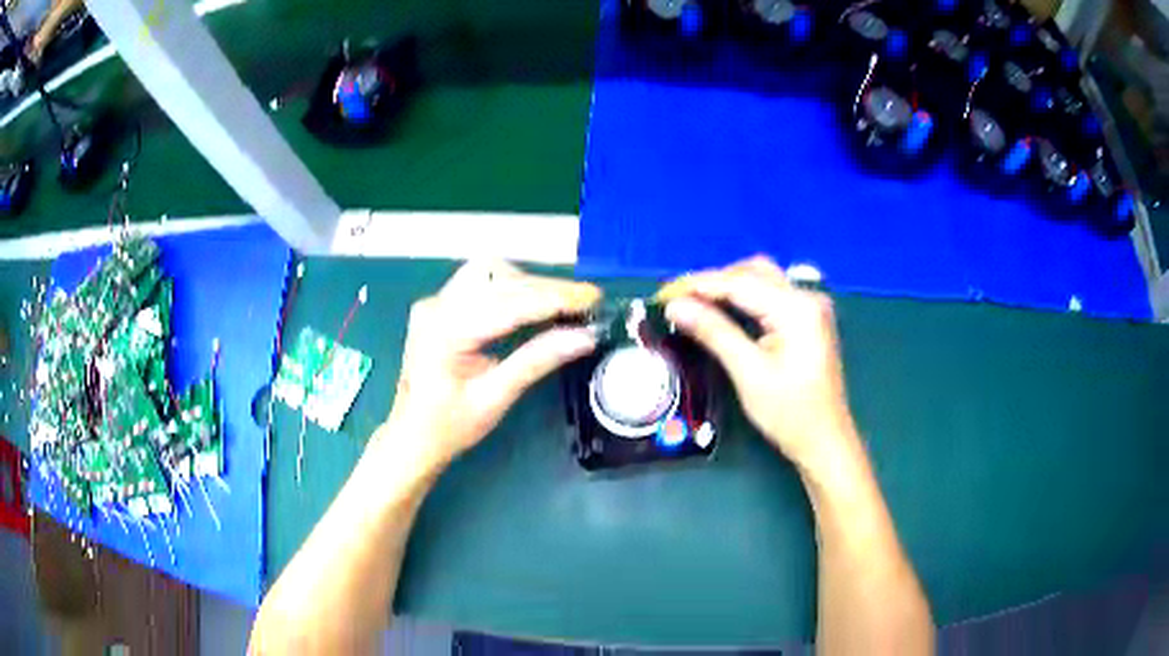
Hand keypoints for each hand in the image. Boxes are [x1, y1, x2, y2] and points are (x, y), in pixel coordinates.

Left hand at [382, 261, 600, 470]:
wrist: (411, 436)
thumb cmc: (449, 426)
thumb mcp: (496, 398)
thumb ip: (538, 360)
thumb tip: (585, 336)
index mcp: (446, 331)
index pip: (509, 303)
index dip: (556, 298)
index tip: (594, 298)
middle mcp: (437, 306)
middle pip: (500, 280)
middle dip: (547, 289)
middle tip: (587, 303)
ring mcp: (435, 302)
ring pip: (490, 273)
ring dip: (529, 283)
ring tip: (562, 303)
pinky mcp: (439, 305)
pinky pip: (480, 283)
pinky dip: (511, 288)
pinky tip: (533, 303)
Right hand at [658, 256, 855, 472]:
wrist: (825, 441)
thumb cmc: (789, 413)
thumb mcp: (748, 372)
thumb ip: (713, 332)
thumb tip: (675, 306)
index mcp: (796, 308)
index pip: (739, 282)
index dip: (698, 285)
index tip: (663, 294)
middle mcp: (807, 297)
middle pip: (752, 272)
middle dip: (713, 282)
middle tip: (677, 301)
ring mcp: (810, 307)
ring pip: (761, 280)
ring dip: (728, 288)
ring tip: (694, 305)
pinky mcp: (808, 320)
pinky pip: (770, 296)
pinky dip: (744, 299)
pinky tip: (723, 312)